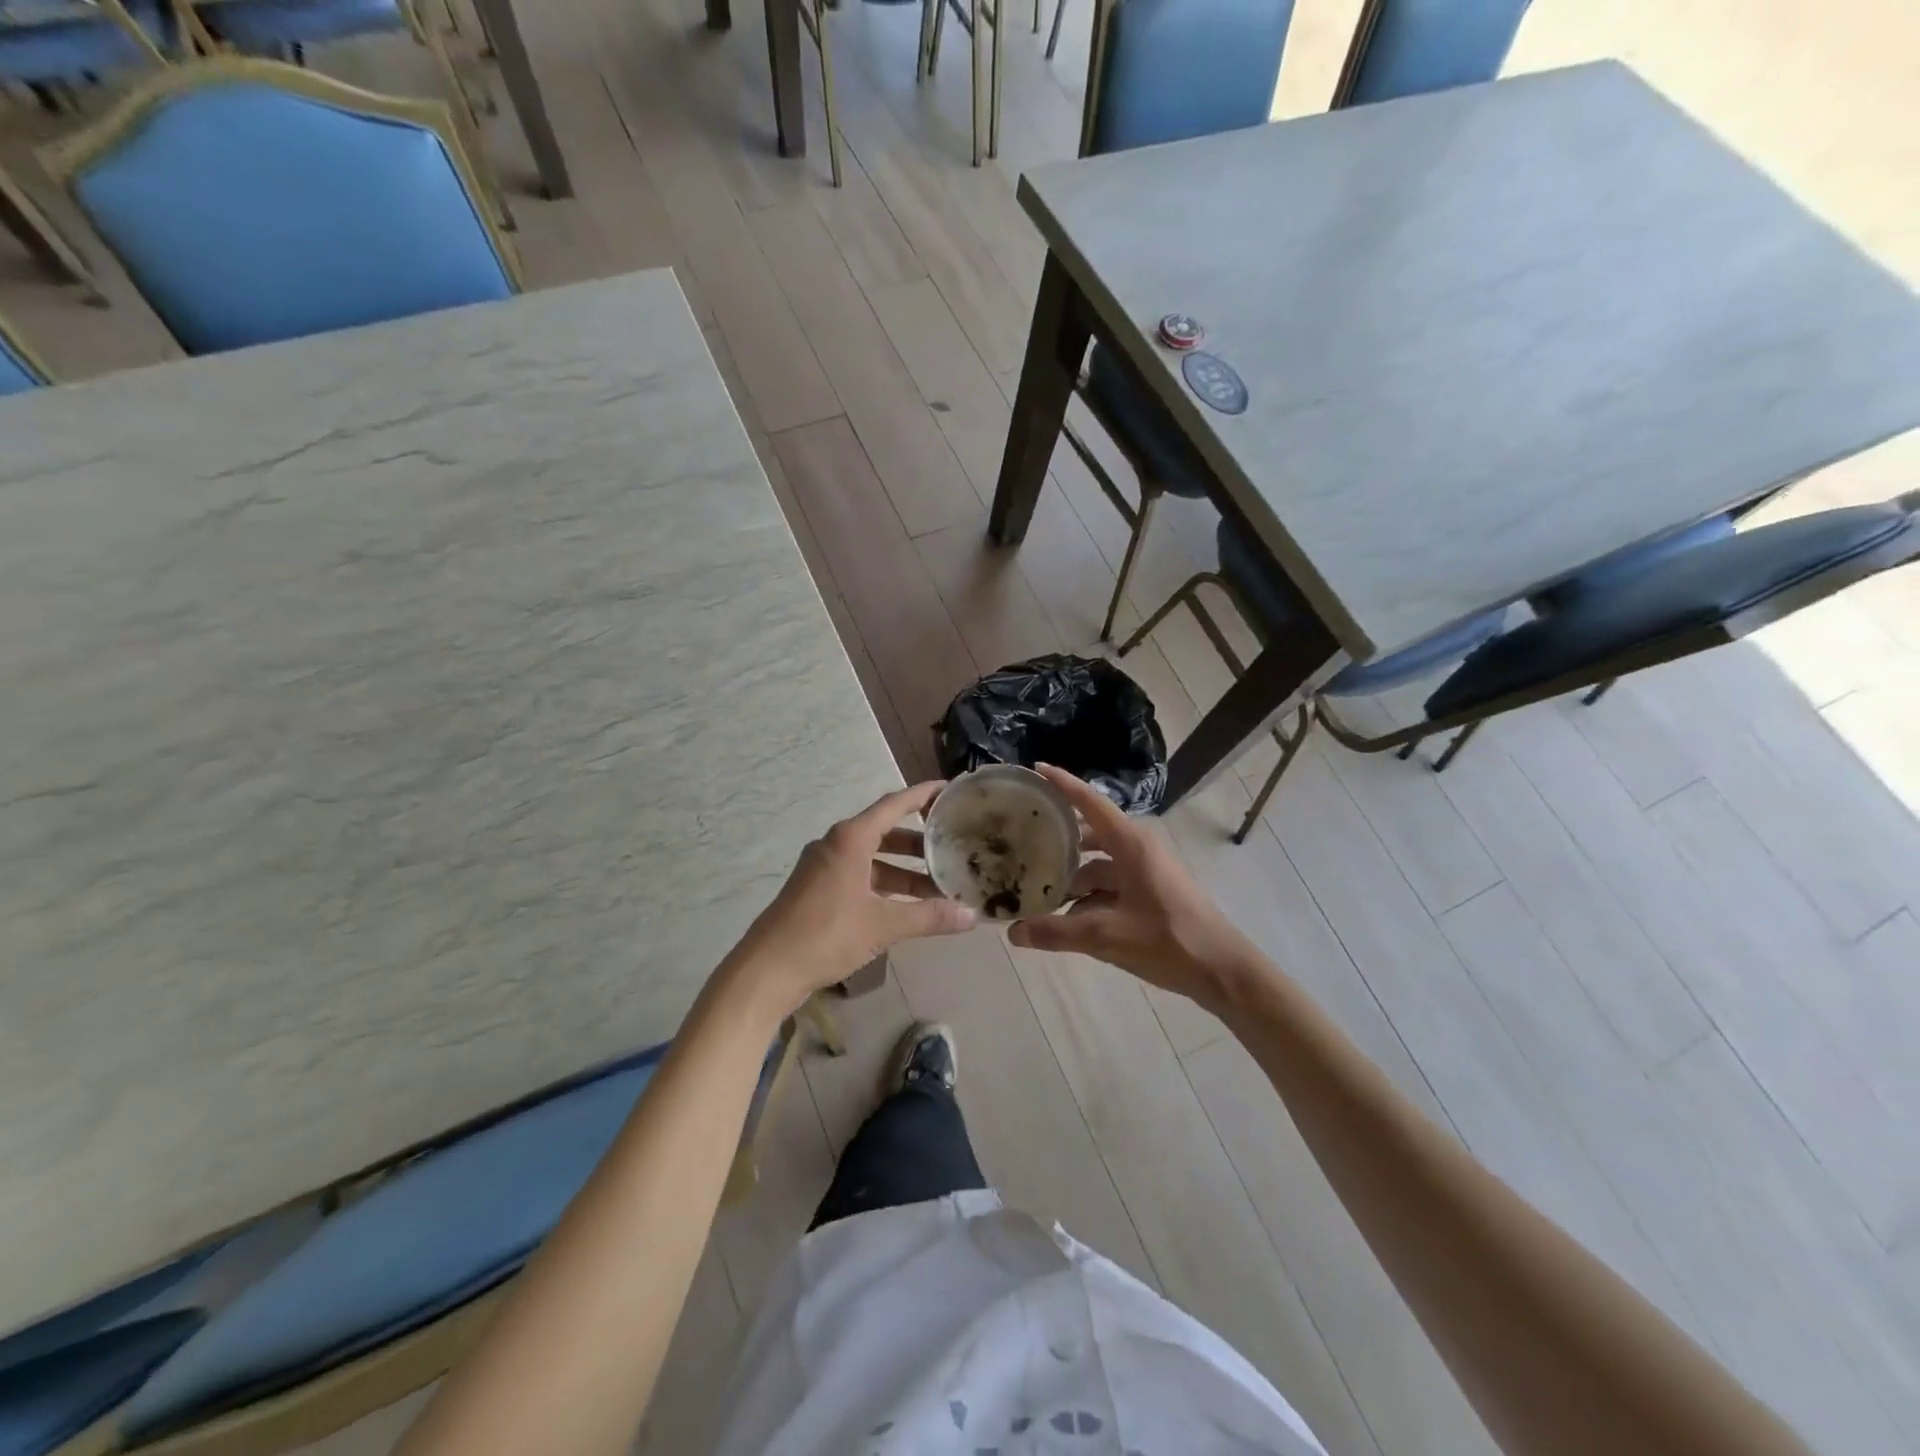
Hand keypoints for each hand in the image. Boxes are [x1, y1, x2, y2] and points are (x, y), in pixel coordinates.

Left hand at [725, 782, 977, 1015]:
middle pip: (885, 832)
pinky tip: (905, 906)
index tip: (949, 789)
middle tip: (951, 849)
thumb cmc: (826, 935)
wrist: (767, 970)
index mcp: (850, 839)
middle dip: (919, 843)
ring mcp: (822, 868)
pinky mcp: (816, 890)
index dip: (922, 795)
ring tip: (936, 886)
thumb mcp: (883, 925)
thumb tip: (972, 916)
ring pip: (872, 859)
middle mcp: (835, 844)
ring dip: (903, 871)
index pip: (894, 804)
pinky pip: (859, 876)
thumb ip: (929, 917)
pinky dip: (884, 885)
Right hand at [1008, 766, 1256, 1008]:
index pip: (1089, 802)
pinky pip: (1110, 886)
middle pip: (1089, 836)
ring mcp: (1146, 871)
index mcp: (1131, 843)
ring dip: (1071, 879)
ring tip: (1036, 893)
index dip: (1062, 784)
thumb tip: (1013, 932)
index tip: (1035, 769)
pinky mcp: (1150, 892)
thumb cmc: (1168, 940)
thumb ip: (1057, 932)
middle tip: (1021, 844)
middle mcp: (1138, 848)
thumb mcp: (1107, 936)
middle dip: (1058, 842)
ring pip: (1098, 867)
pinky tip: (1066, 921)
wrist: (1222, 971)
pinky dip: (1089, 899)